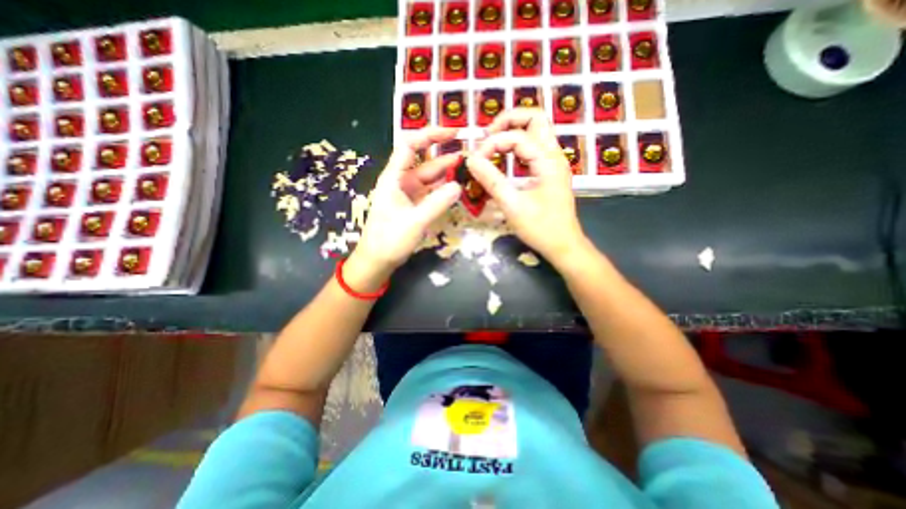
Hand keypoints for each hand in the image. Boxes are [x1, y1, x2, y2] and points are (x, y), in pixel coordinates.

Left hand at [351, 126, 462, 279]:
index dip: (430, 135)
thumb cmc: (390, 240)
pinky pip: (431, 192)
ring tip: (469, 170)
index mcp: (394, 178)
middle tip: (471, 155)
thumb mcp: (415, 221)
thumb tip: (458, 186)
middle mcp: (401, 181)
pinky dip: (443, 190)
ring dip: (447, 174)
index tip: (452, 132)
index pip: (410, 145)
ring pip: (430, 178)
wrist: (378, 260)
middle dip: (446, 157)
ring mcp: (409, 194)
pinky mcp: (414, 205)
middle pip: (425, 162)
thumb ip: (437, 203)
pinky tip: (457, 189)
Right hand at [468, 108, 587, 265]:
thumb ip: (491, 180)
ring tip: (492, 144)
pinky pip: (533, 149)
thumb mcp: (513, 205)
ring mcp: (553, 163)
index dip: (492, 144)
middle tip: (487, 136)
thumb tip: (471, 160)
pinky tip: (503, 158)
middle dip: (508, 121)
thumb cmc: (541, 228)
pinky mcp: (549, 173)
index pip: (517, 136)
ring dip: (513, 131)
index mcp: (548, 161)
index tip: (475, 161)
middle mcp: (554, 155)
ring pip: (535, 132)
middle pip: (535, 119)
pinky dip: (517, 147)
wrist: (564, 246)